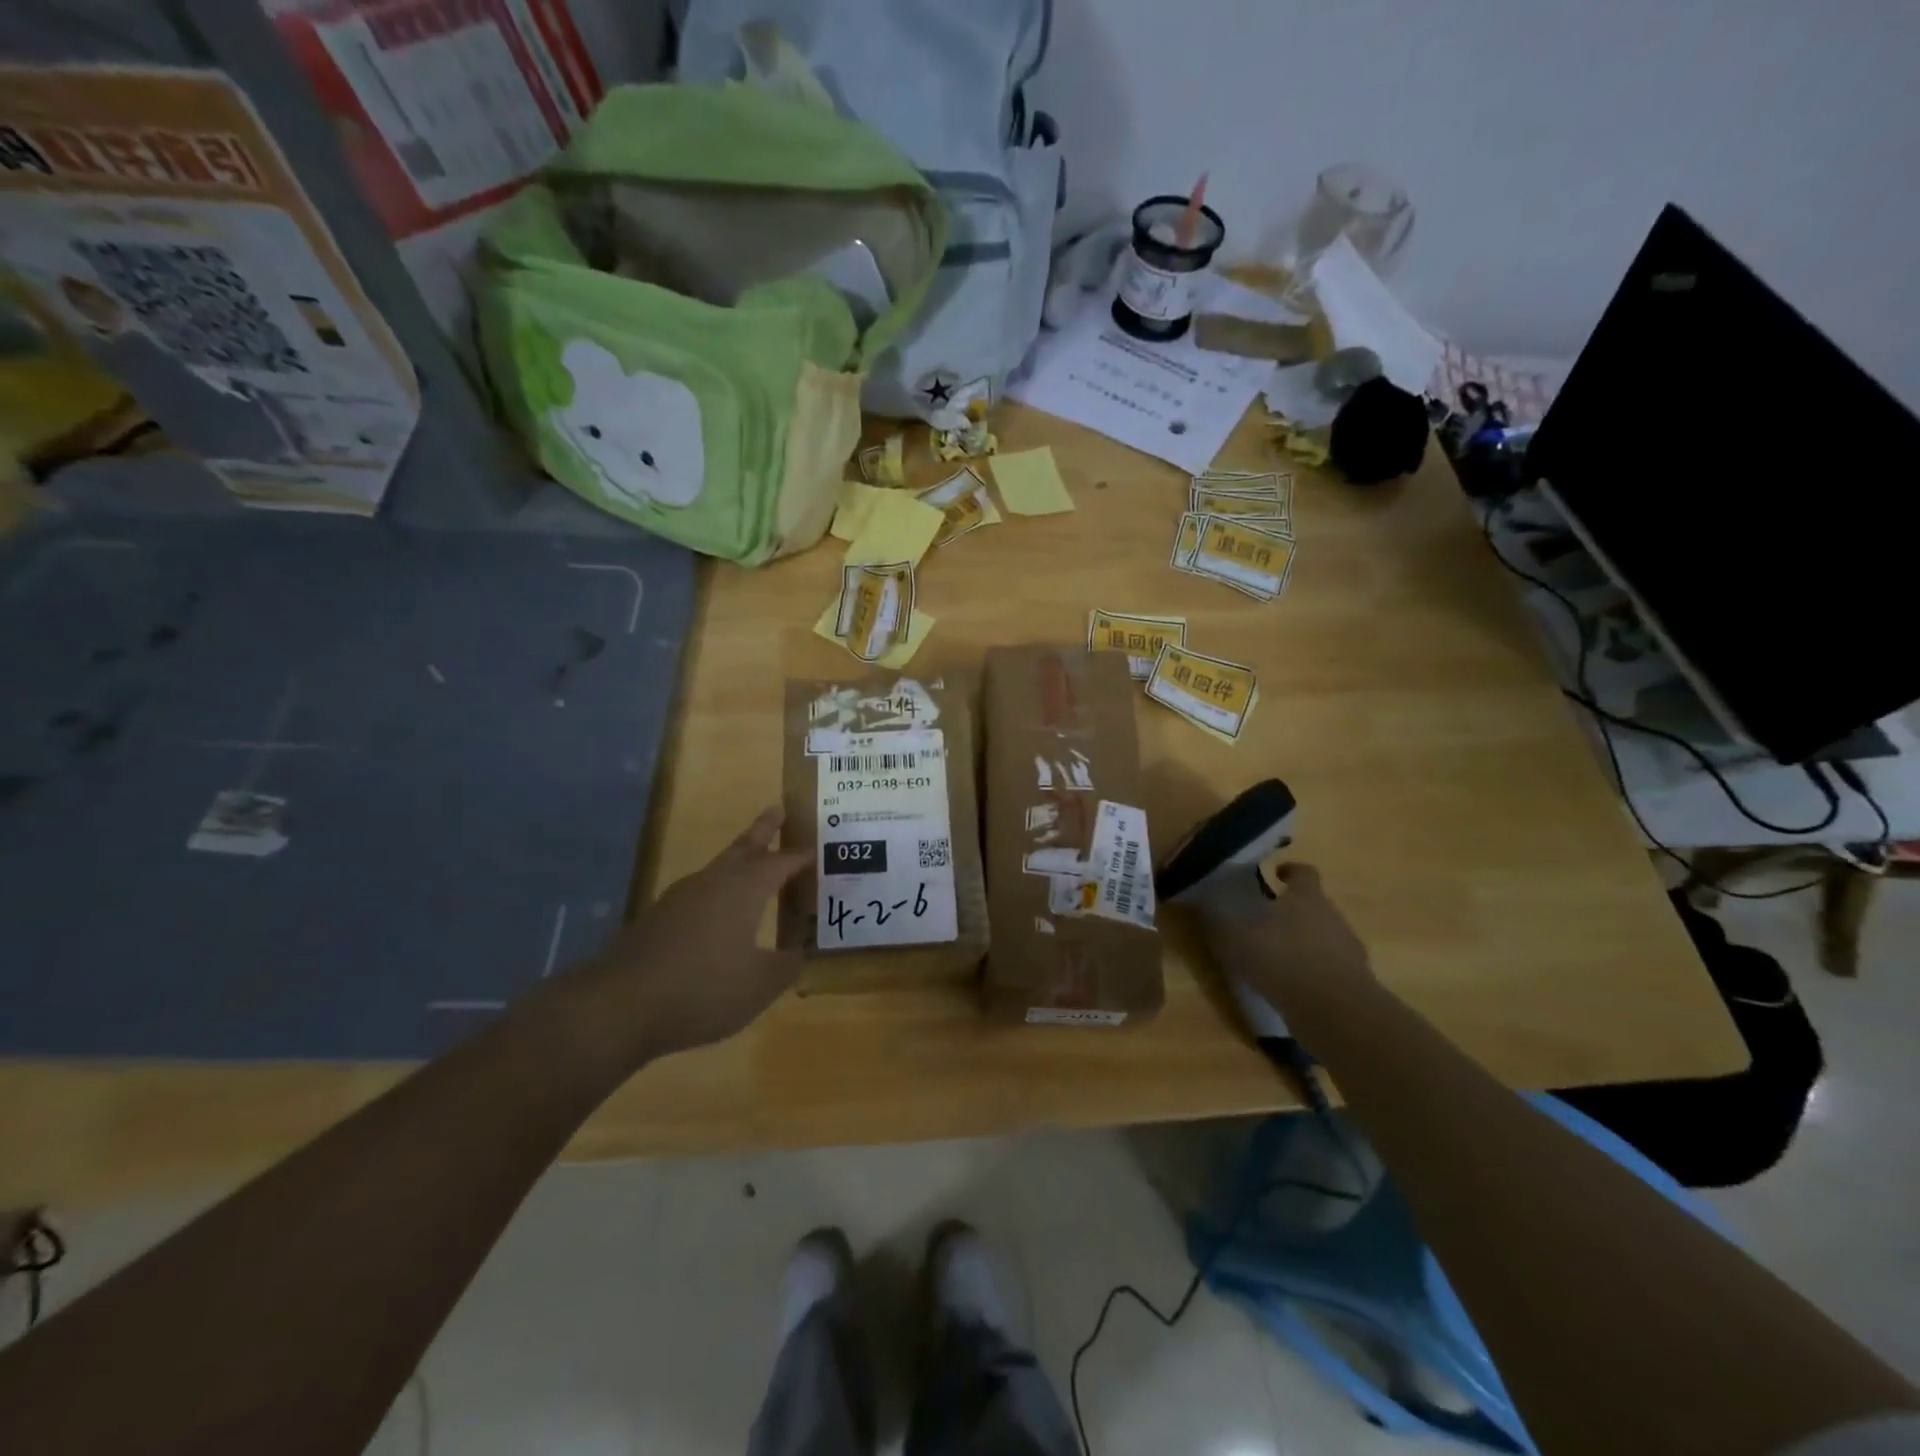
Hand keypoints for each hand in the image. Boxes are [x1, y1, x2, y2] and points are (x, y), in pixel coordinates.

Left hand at [581, 807, 807, 1060]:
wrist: (621, 1005)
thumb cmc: (704, 988)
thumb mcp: (760, 984)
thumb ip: (786, 965)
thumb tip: (799, 952)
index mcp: (745, 888)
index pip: (781, 862)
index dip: (800, 856)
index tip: (815, 849)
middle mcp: (713, 882)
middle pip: (743, 847)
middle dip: (763, 830)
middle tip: (776, 809)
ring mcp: (679, 898)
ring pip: (718, 869)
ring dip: (738, 860)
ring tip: (751, 861)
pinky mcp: (657, 920)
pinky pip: (698, 894)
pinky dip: (717, 892)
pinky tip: (717, 913)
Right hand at [1197, 861, 1372, 1011]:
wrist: (1335, 1010)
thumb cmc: (1282, 958)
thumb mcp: (1237, 936)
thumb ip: (1221, 919)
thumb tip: (1206, 902)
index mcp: (1307, 896)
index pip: (1304, 872)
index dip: (1290, 871)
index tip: (1275, 875)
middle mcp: (1332, 916)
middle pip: (1313, 905)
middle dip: (1291, 911)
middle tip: (1263, 922)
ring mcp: (1348, 950)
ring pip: (1322, 937)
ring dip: (1301, 943)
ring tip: (1275, 959)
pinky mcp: (1353, 982)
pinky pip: (1327, 968)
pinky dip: (1310, 973)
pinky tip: (1290, 986)